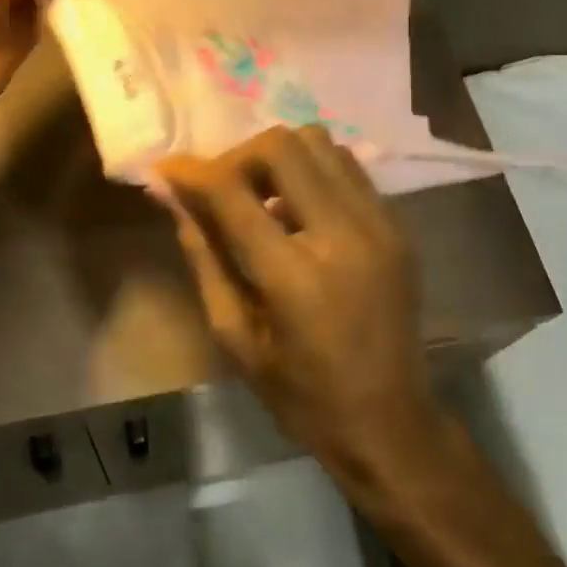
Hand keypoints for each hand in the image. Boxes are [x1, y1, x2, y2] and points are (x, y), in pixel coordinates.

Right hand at [158, 126, 444, 495]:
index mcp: (295, 276)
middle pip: (283, 145)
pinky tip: (298, 210)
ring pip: (320, 143)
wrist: (390, 423)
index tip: (167, 170)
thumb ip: (203, 255)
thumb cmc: (301, 395)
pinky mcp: (398, 225)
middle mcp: (344, 234)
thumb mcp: (235, 335)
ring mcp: (380, 224)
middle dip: (239, 157)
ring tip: (262, 198)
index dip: (191, 172)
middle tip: (222, 191)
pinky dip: (312, 172)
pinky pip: (347, 167)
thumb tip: (170, 195)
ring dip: (278, 159)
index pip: (232, 192)